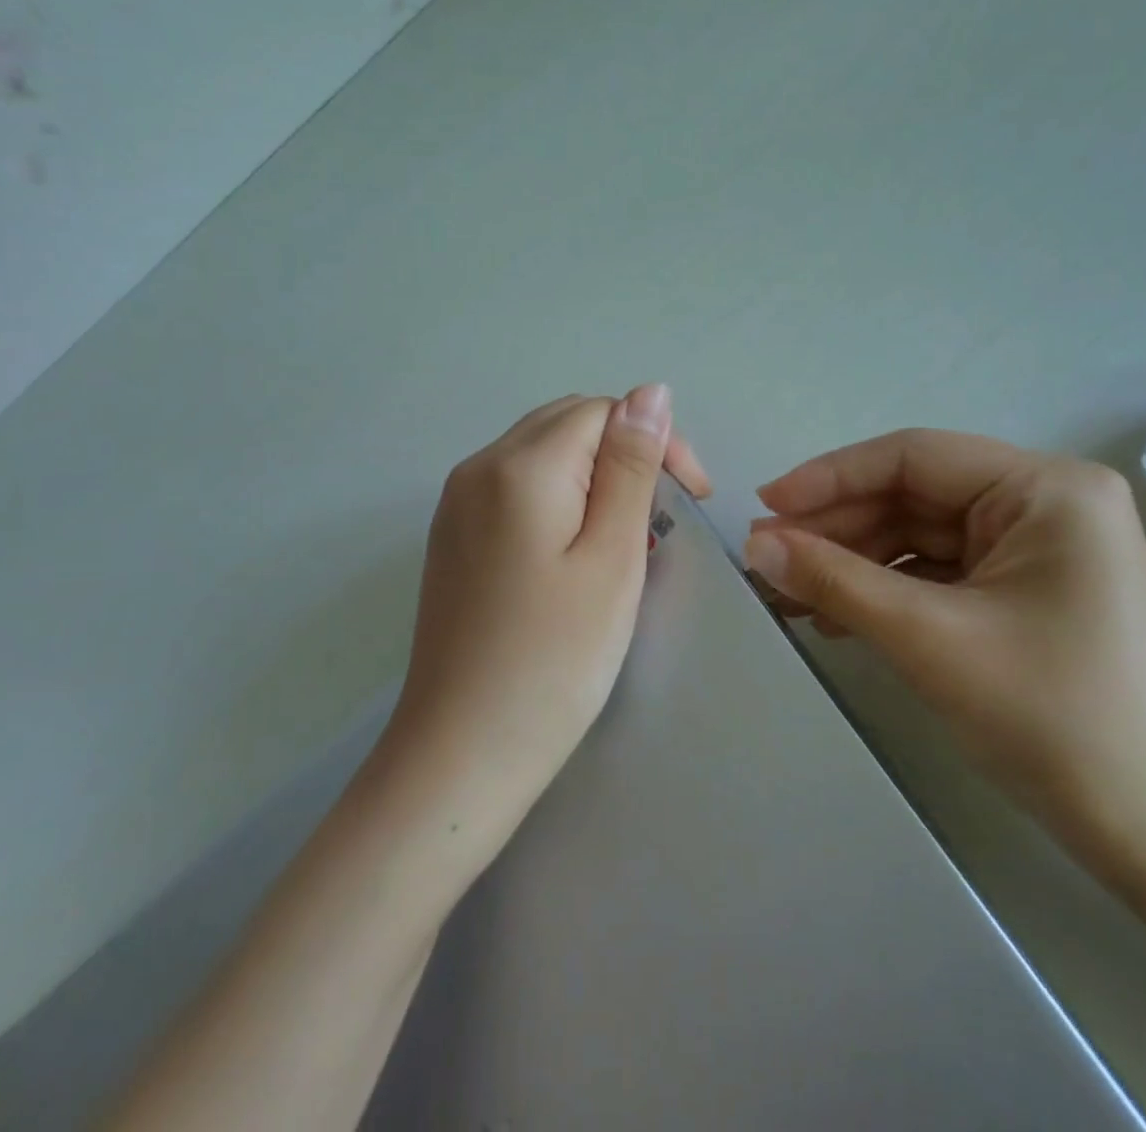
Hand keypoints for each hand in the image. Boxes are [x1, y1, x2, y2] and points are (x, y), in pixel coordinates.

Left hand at [386, 386, 711, 830]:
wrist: (461, 753)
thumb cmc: (555, 660)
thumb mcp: (613, 556)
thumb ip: (632, 466)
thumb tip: (651, 391)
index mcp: (519, 465)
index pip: (603, 411)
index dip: (657, 441)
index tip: (692, 498)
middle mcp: (477, 467)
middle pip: (569, 424)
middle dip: (626, 455)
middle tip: (662, 521)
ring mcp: (456, 502)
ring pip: (542, 454)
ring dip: (595, 478)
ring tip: (627, 540)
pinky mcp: (452, 536)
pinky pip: (516, 488)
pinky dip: (559, 500)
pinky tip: (576, 552)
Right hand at [742, 430, 1145, 863]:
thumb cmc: (1054, 719)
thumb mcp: (929, 638)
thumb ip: (834, 579)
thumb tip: (754, 544)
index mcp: (1046, 489)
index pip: (914, 456)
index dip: (829, 477)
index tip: (763, 506)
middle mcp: (1046, 505)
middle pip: (915, 497)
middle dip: (837, 529)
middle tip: (766, 559)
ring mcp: (1039, 551)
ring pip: (921, 537)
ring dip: (854, 564)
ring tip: (787, 594)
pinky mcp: (1027, 593)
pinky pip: (940, 574)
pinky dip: (887, 592)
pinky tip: (836, 615)